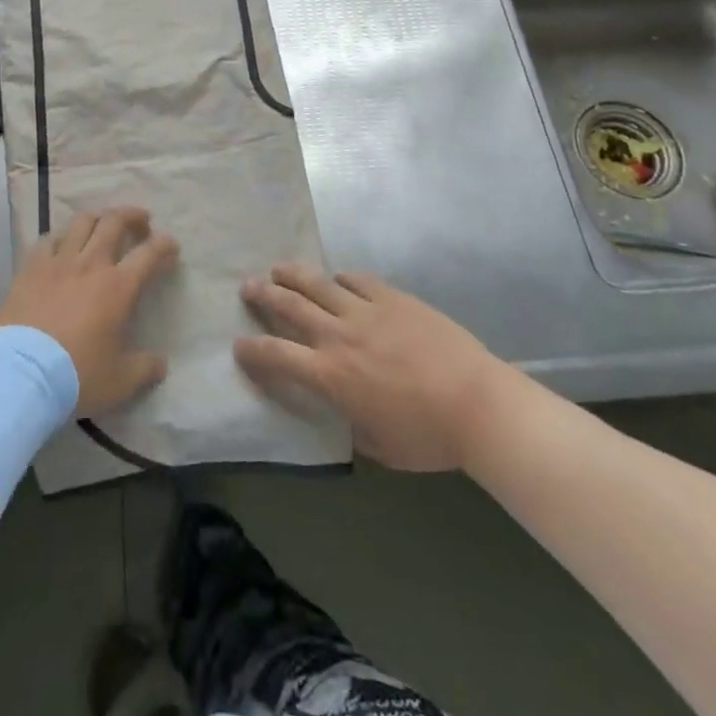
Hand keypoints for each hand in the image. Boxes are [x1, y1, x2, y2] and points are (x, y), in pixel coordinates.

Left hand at [0, 208, 178, 416]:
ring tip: (103, 221)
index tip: (171, 245)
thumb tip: (161, 364)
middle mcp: (91, 265)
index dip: (164, 245)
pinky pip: (48, 240)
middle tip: (141, 221)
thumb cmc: (76, 376)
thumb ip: (144, 369)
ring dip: (98, 217)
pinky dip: (60, 236)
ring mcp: (58, 263)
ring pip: (81, 222)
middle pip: (114, 223)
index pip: (149, 254)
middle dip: (132, 216)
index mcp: (118, 287)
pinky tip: (62, 243)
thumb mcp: (120, 381)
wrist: (20, 375)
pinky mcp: (30, 269)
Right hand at [236, 266, 501, 472]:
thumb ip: (350, 424)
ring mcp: (367, 311)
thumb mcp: (378, 446)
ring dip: (293, 275)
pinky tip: (337, 278)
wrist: (476, 404)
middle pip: (290, 306)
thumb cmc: (428, 437)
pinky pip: (358, 280)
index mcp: (331, 376)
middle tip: (247, 286)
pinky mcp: (393, 298)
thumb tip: (342, 411)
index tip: (238, 345)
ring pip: (319, 283)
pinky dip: (341, 278)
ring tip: (278, 268)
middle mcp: (339, 336)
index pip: (277, 356)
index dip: (252, 350)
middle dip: (263, 295)